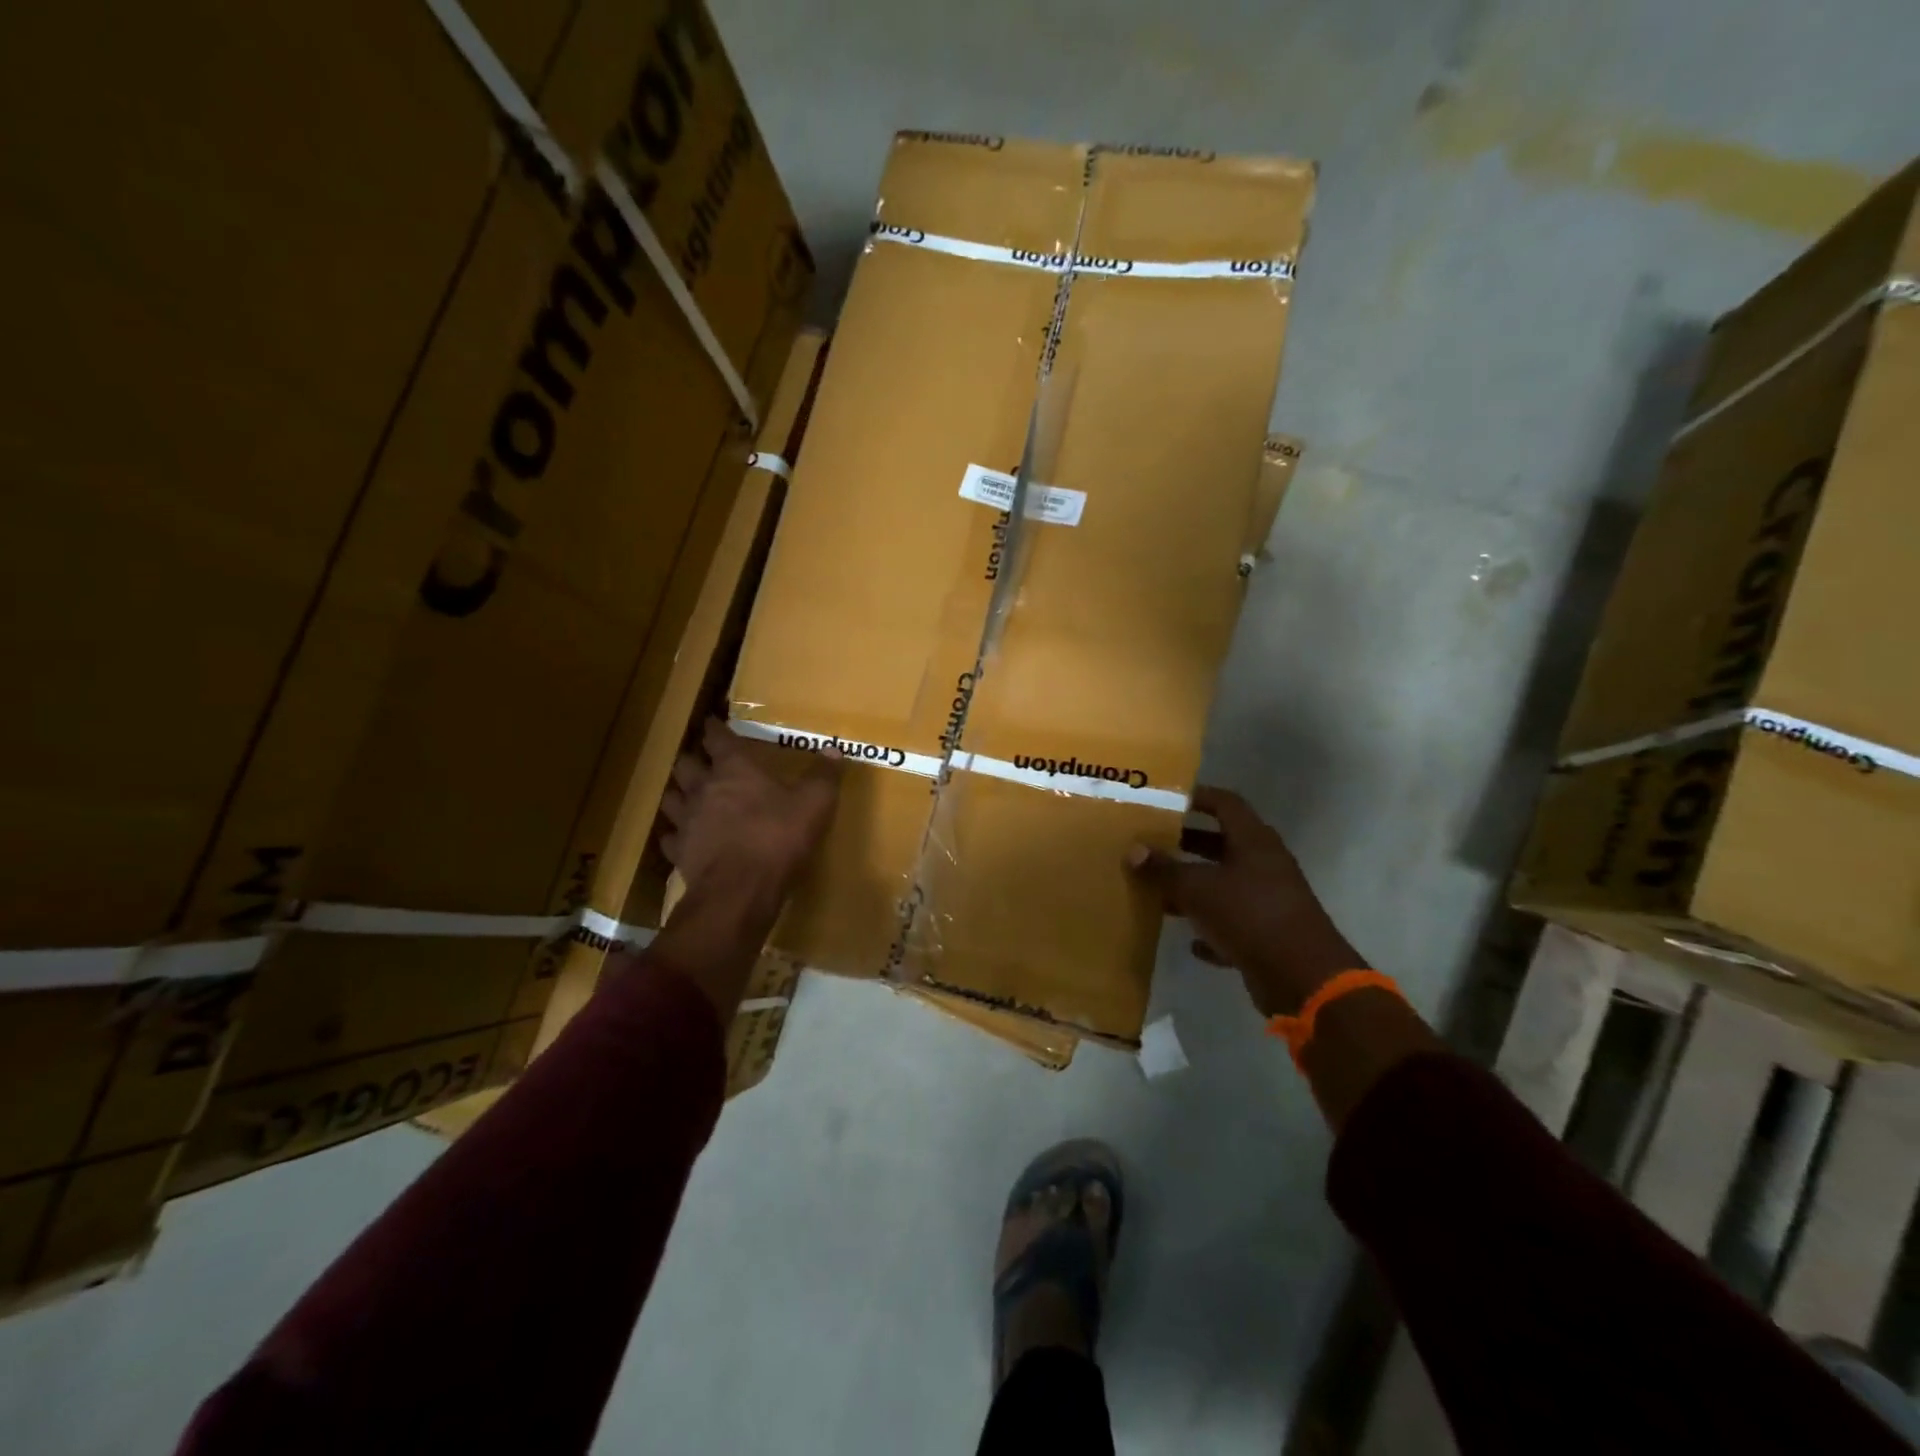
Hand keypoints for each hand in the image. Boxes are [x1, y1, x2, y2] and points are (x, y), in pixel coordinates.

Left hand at [660, 720, 841, 901]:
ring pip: (670, 798)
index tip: (712, 721)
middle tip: (700, 759)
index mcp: (735, 769)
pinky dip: (674, 834)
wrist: (740, 890)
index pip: (718, 738)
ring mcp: (687, 821)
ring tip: (685, 793)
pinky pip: (670, 838)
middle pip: (685, 764)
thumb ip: (823, 775)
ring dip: (677, 792)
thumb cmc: (777, 837)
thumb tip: (833, 748)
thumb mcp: (814, 803)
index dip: (715, 728)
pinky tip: (682, 837)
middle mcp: (704, 789)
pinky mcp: (680, 853)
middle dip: (691, 758)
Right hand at [1127, 786, 1361, 1016]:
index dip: (1197, 797)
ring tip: (1158, 893)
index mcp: (1254, 841)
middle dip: (1187, 845)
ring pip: (1225, 885)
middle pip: (1222, 845)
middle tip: (1152, 845)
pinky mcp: (1269, 935)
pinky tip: (1190, 941)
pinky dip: (1212, 928)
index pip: (1225, 804)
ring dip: (1194, 889)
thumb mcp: (1197, 889)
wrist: (1303, 978)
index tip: (1166, 800)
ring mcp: (1269, 901)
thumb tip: (1133, 850)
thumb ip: (1164, 869)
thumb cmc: (1249, 915)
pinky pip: (1233, 924)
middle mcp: (1265, 865)